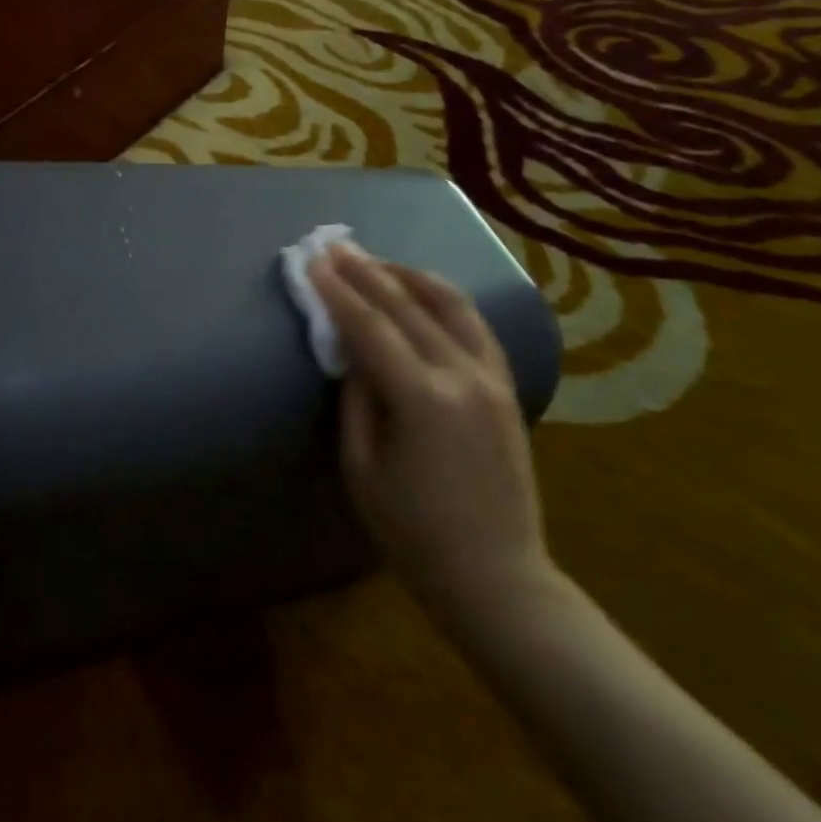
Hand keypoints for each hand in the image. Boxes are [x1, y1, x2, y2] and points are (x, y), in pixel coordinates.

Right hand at [308, 243, 550, 623]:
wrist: (496, 575)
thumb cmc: (412, 532)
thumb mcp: (361, 468)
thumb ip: (356, 399)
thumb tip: (353, 351)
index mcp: (422, 400)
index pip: (371, 327)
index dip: (338, 292)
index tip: (313, 262)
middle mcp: (462, 376)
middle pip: (408, 307)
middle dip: (366, 272)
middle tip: (335, 247)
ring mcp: (493, 379)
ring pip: (451, 305)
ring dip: (409, 276)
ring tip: (377, 261)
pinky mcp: (507, 389)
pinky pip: (476, 327)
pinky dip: (445, 300)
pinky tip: (424, 292)